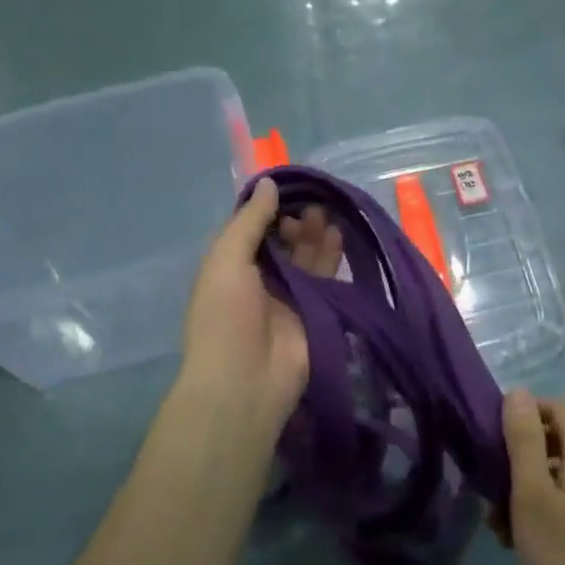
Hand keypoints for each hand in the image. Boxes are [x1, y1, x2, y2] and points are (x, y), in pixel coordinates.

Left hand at [180, 178, 342, 432]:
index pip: (254, 228)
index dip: (270, 208)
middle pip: (283, 240)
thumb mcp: (226, 260)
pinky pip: (326, 278)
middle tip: (313, 206)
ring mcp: (289, 296)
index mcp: (232, 265)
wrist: (245, 381)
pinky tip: (339, 235)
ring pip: (306, 256)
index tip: (290, 190)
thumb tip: (269, 183)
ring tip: (328, 214)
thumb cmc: (225, 317)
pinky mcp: (316, 311)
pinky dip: (332, 256)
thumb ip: (249, 221)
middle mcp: (260, 278)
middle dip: (296, 220)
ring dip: (315, 234)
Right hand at [497, 391, 564, 564]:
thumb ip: (524, 438)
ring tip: (506, 530)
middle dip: (522, 462)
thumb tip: (518, 391)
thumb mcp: (532, 495)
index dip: (522, 417)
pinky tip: (535, 545)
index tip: (492, 448)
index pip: (556, 407)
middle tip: (493, 499)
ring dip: (532, 491)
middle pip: (560, 441)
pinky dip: (554, 510)